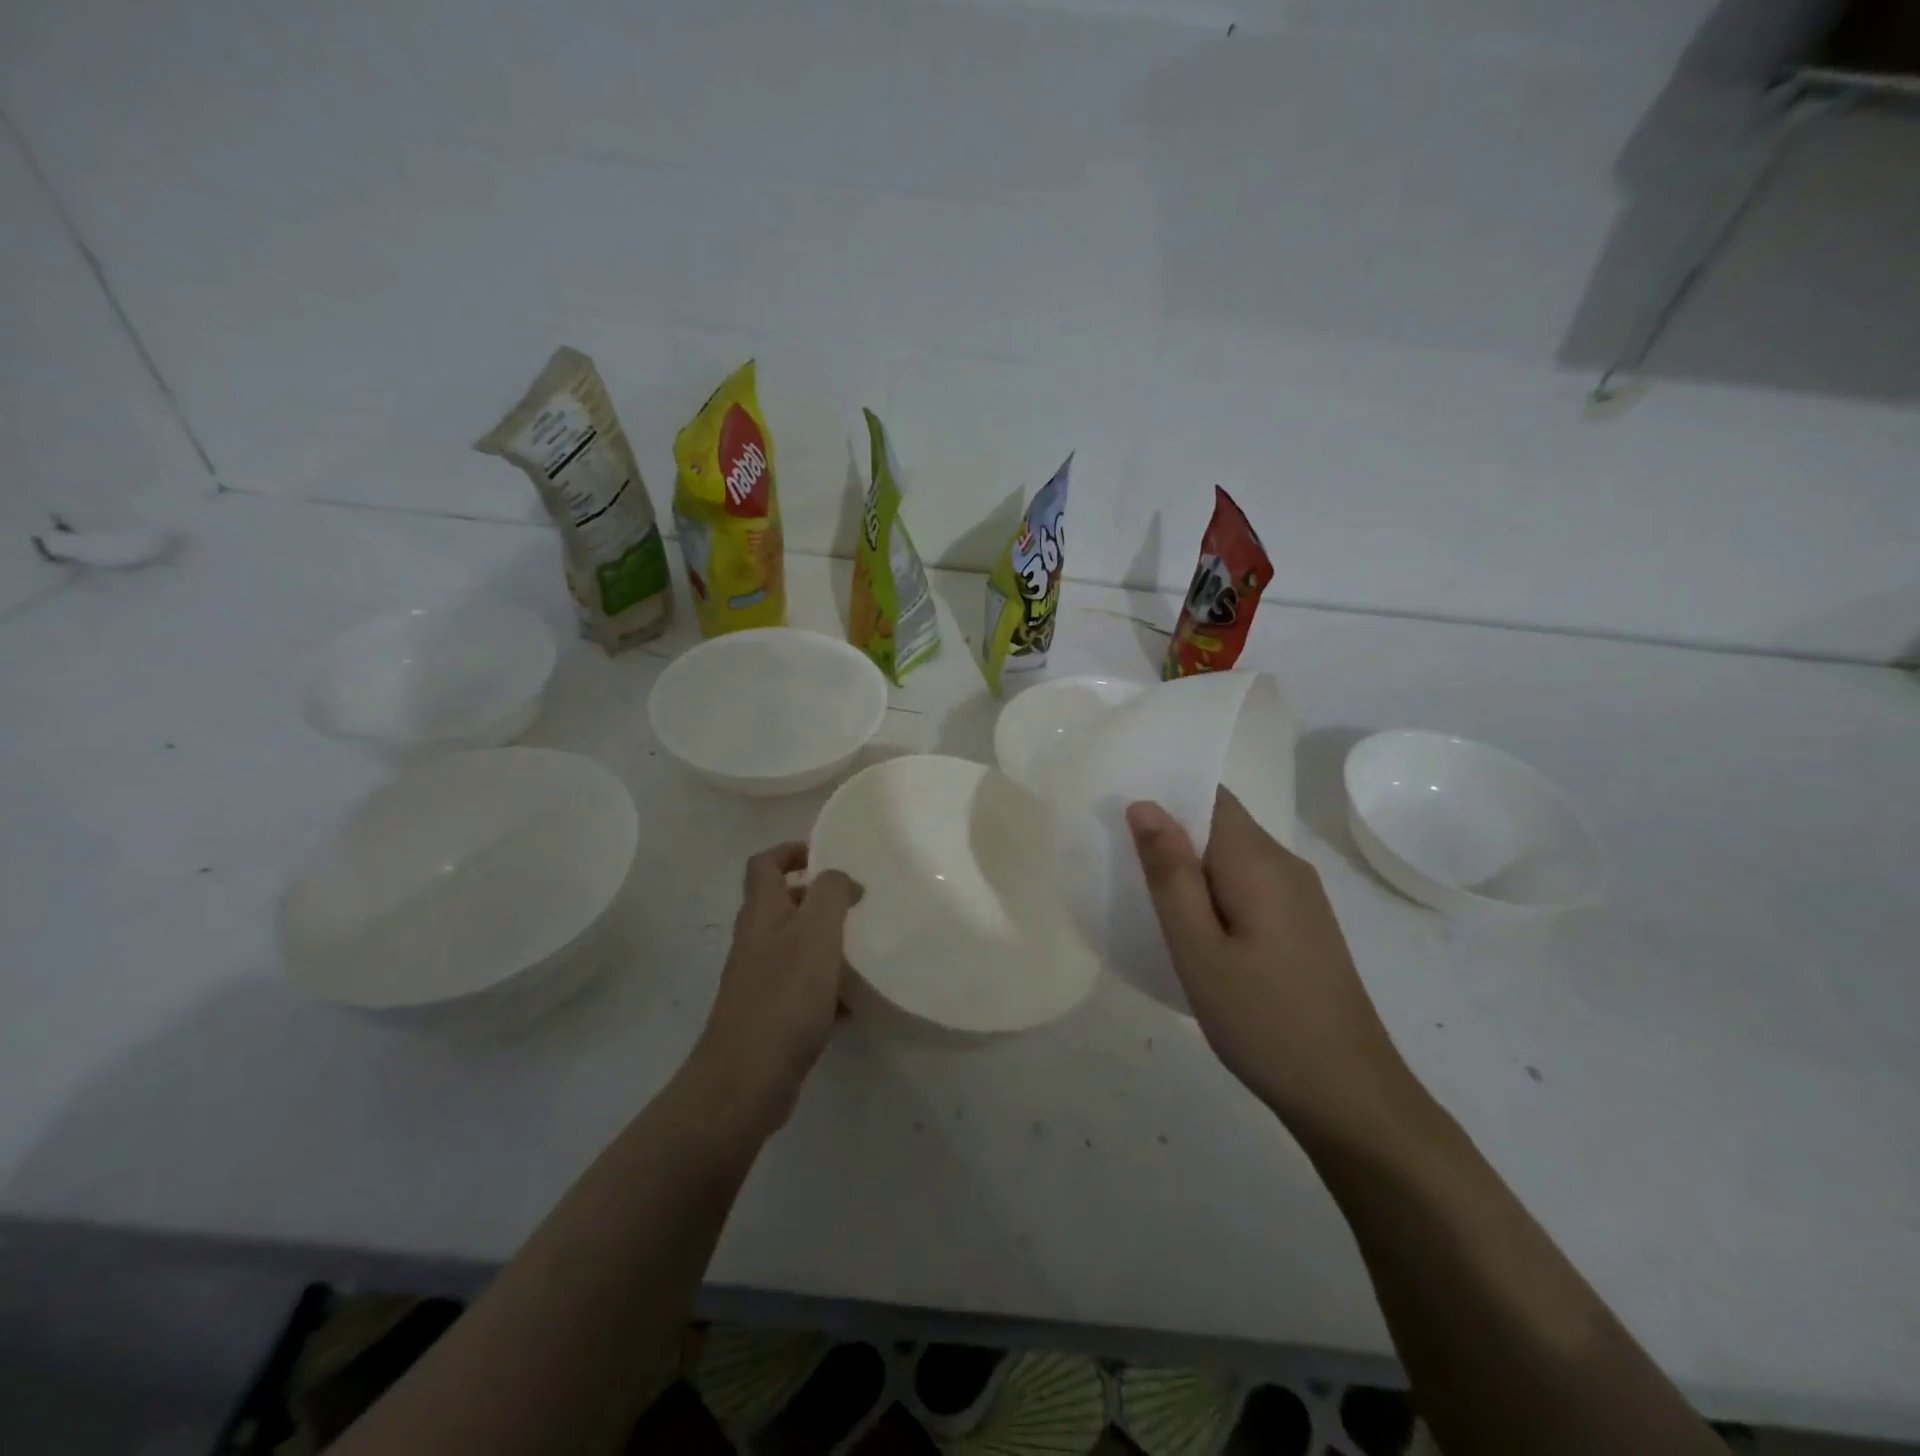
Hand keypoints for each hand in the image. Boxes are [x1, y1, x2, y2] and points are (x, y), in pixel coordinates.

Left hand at [689, 843, 861, 1133]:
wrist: (746, 1080)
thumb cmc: (784, 997)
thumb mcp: (816, 933)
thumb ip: (831, 894)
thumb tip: (841, 880)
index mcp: (761, 913)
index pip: (764, 864)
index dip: (791, 850)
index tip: (826, 856)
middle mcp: (755, 941)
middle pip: (782, 904)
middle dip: (818, 898)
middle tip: (856, 903)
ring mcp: (760, 980)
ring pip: (796, 946)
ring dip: (827, 942)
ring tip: (863, 948)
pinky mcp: (770, 1014)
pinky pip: (803, 986)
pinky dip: (827, 985)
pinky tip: (854, 1001)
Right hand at [1127, 790, 1414, 1140]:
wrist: (1350, 1097)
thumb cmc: (1263, 1021)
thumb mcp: (1199, 950)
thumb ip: (1170, 874)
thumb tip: (1144, 804)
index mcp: (1260, 861)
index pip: (1210, 797)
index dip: (1165, 793)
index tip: (1117, 810)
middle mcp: (1286, 865)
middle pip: (1221, 824)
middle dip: (1170, 831)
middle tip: (1116, 856)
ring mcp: (1300, 897)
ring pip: (1233, 857)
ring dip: (1190, 865)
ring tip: (1143, 892)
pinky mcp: (1302, 926)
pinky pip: (1248, 885)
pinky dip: (1213, 890)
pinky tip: (1191, 927)